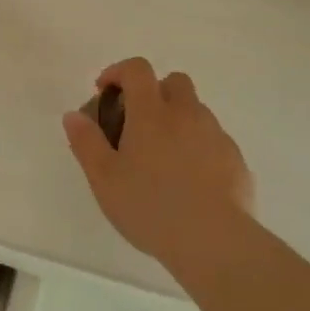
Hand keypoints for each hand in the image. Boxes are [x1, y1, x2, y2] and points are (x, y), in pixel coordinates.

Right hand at [62, 58, 254, 263]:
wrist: (214, 241)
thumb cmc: (150, 207)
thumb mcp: (104, 178)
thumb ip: (86, 142)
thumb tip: (73, 115)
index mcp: (152, 113)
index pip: (137, 69)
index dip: (118, 72)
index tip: (105, 92)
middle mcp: (187, 114)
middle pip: (174, 82)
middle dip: (154, 92)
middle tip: (137, 123)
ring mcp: (216, 135)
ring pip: (196, 111)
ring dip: (177, 120)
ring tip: (162, 158)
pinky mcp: (236, 159)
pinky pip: (213, 140)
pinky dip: (198, 147)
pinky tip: (189, 180)